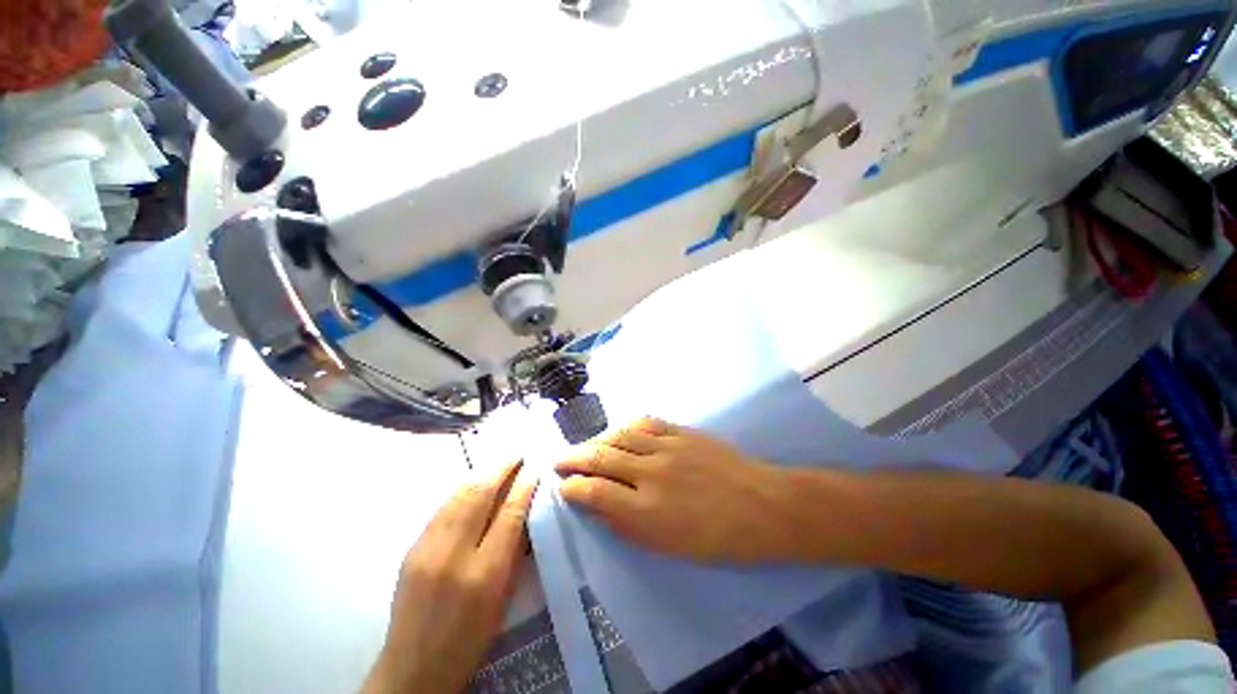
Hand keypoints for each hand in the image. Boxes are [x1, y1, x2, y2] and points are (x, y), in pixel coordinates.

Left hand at [363, 460, 536, 693]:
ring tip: (499, 464)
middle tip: (517, 455)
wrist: (414, 667)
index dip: (523, 486)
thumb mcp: (503, 597)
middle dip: (501, 469)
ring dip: (482, 474)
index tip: (534, 468)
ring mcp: (426, 549)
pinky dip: (463, 490)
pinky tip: (474, 484)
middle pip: (480, 496)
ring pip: (458, 496)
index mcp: (484, 575)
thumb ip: (514, 550)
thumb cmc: (471, 637)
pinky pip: (442, 508)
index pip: (509, 515)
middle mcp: (453, 556)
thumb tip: (524, 509)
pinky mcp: (411, 548)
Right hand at [555, 418, 793, 563]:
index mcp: (646, 510)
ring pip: (618, 435)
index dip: (571, 486)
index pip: (593, 491)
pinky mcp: (681, 431)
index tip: (562, 486)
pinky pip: (645, 423)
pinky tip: (618, 431)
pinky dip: (625, 427)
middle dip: (573, 458)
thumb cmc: (717, 538)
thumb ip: (626, 525)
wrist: (762, 505)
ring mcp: (666, 446)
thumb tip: (596, 507)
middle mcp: (650, 472)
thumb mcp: (668, 547)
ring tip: (586, 447)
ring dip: (596, 440)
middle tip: (559, 460)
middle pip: (600, 457)